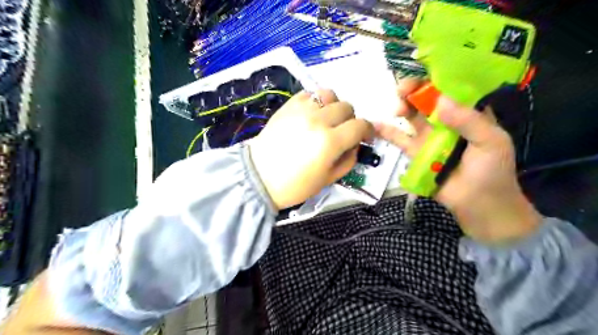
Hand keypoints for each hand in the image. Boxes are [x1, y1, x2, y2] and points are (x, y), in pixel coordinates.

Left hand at [250, 89, 372, 208]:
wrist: (260, 177)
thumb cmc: (295, 185)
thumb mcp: (329, 179)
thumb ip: (349, 160)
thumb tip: (356, 144)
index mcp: (330, 141)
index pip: (360, 125)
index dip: (367, 130)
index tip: (365, 136)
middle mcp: (318, 120)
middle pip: (347, 107)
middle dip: (350, 119)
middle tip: (342, 131)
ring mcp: (301, 110)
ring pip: (329, 94)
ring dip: (333, 106)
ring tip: (327, 119)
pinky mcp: (288, 106)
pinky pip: (309, 93)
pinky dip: (315, 102)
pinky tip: (311, 115)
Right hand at [378, 80, 542, 244]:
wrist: (479, 205)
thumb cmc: (492, 172)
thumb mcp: (490, 142)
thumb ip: (468, 121)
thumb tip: (440, 100)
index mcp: (469, 114)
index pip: (450, 90)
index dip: (435, 80)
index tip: (421, 77)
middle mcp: (447, 122)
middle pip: (427, 101)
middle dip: (414, 92)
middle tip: (403, 92)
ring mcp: (429, 138)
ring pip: (412, 117)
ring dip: (402, 108)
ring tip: (396, 108)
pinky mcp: (416, 154)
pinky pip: (401, 140)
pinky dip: (388, 132)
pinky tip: (376, 125)